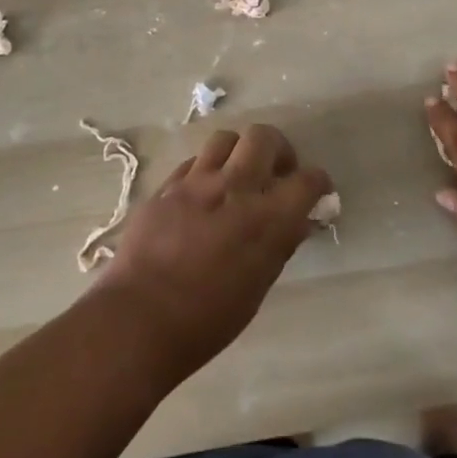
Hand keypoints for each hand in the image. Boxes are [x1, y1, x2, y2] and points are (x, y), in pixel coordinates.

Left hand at [90, 124, 332, 380]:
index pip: (307, 180)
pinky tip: (203, 193)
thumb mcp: (257, 287)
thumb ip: (279, 244)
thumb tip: (297, 221)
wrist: (138, 320)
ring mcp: (196, 182)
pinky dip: (206, 170)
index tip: (317, 191)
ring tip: (237, 176)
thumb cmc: (207, 320)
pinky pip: (193, 162)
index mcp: (266, 218)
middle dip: (278, 150)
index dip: (318, 182)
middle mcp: (234, 188)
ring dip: (239, 153)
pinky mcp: (166, 187)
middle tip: (276, 173)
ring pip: (225, 139)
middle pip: (264, 137)